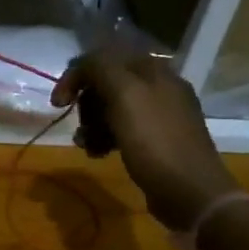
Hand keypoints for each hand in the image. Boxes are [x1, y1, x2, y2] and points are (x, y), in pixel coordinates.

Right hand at [51, 49, 235, 229]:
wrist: (190, 191)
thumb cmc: (154, 141)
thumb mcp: (125, 95)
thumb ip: (101, 69)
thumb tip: (82, 64)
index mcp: (153, 70)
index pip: (104, 58)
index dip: (76, 75)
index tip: (58, 103)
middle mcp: (159, 86)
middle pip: (107, 84)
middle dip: (86, 104)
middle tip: (81, 127)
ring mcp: (160, 115)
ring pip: (113, 109)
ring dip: (92, 125)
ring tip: (87, 146)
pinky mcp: (158, 141)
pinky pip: (123, 130)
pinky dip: (106, 138)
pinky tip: (99, 154)